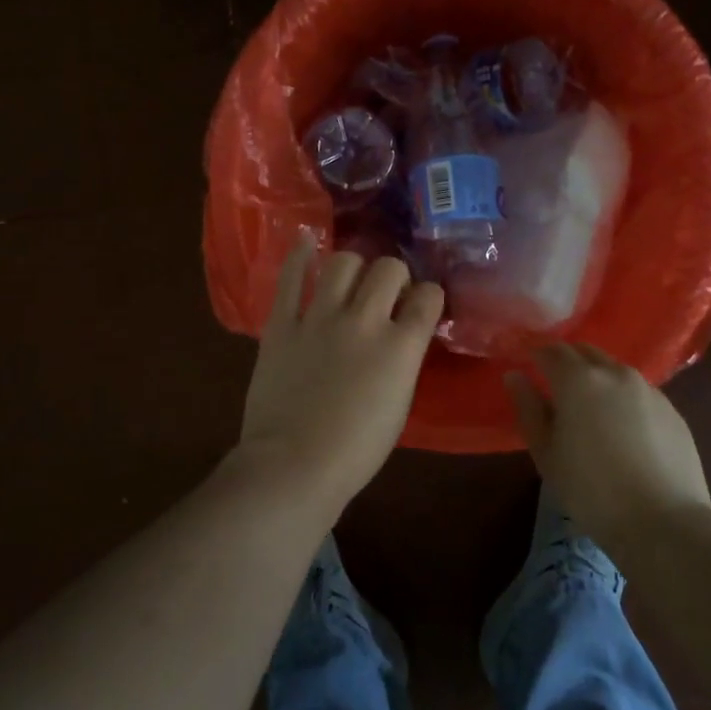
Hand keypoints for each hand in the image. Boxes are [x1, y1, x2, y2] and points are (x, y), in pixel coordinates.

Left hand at [231, 235, 444, 520]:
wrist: (293, 466)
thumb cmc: (355, 451)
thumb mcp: (399, 404)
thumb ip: (403, 360)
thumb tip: (400, 336)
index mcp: (400, 347)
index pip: (428, 297)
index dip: (428, 297)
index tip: (421, 306)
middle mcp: (365, 321)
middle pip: (389, 268)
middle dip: (394, 277)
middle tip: (386, 295)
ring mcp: (320, 318)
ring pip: (344, 262)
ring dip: (354, 267)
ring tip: (351, 281)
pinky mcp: (282, 323)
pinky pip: (290, 277)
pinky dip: (299, 255)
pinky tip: (307, 243)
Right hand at [506, 344, 710, 550]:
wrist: (664, 523)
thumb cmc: (591, 491)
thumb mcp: (546, 454)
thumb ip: (528, 409)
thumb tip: (515, 376)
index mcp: (578, 380)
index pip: (551, 350)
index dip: (535, 354)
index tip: (526, 364)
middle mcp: (614, 373)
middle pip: (585, 351)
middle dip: (566, 360)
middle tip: (554, 384)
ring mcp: (648, 389)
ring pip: (614, 369)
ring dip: (596, 377)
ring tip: (590, 408)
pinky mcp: (672, 409)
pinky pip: (638, 391)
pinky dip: (623, 398)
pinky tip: (623, 429)